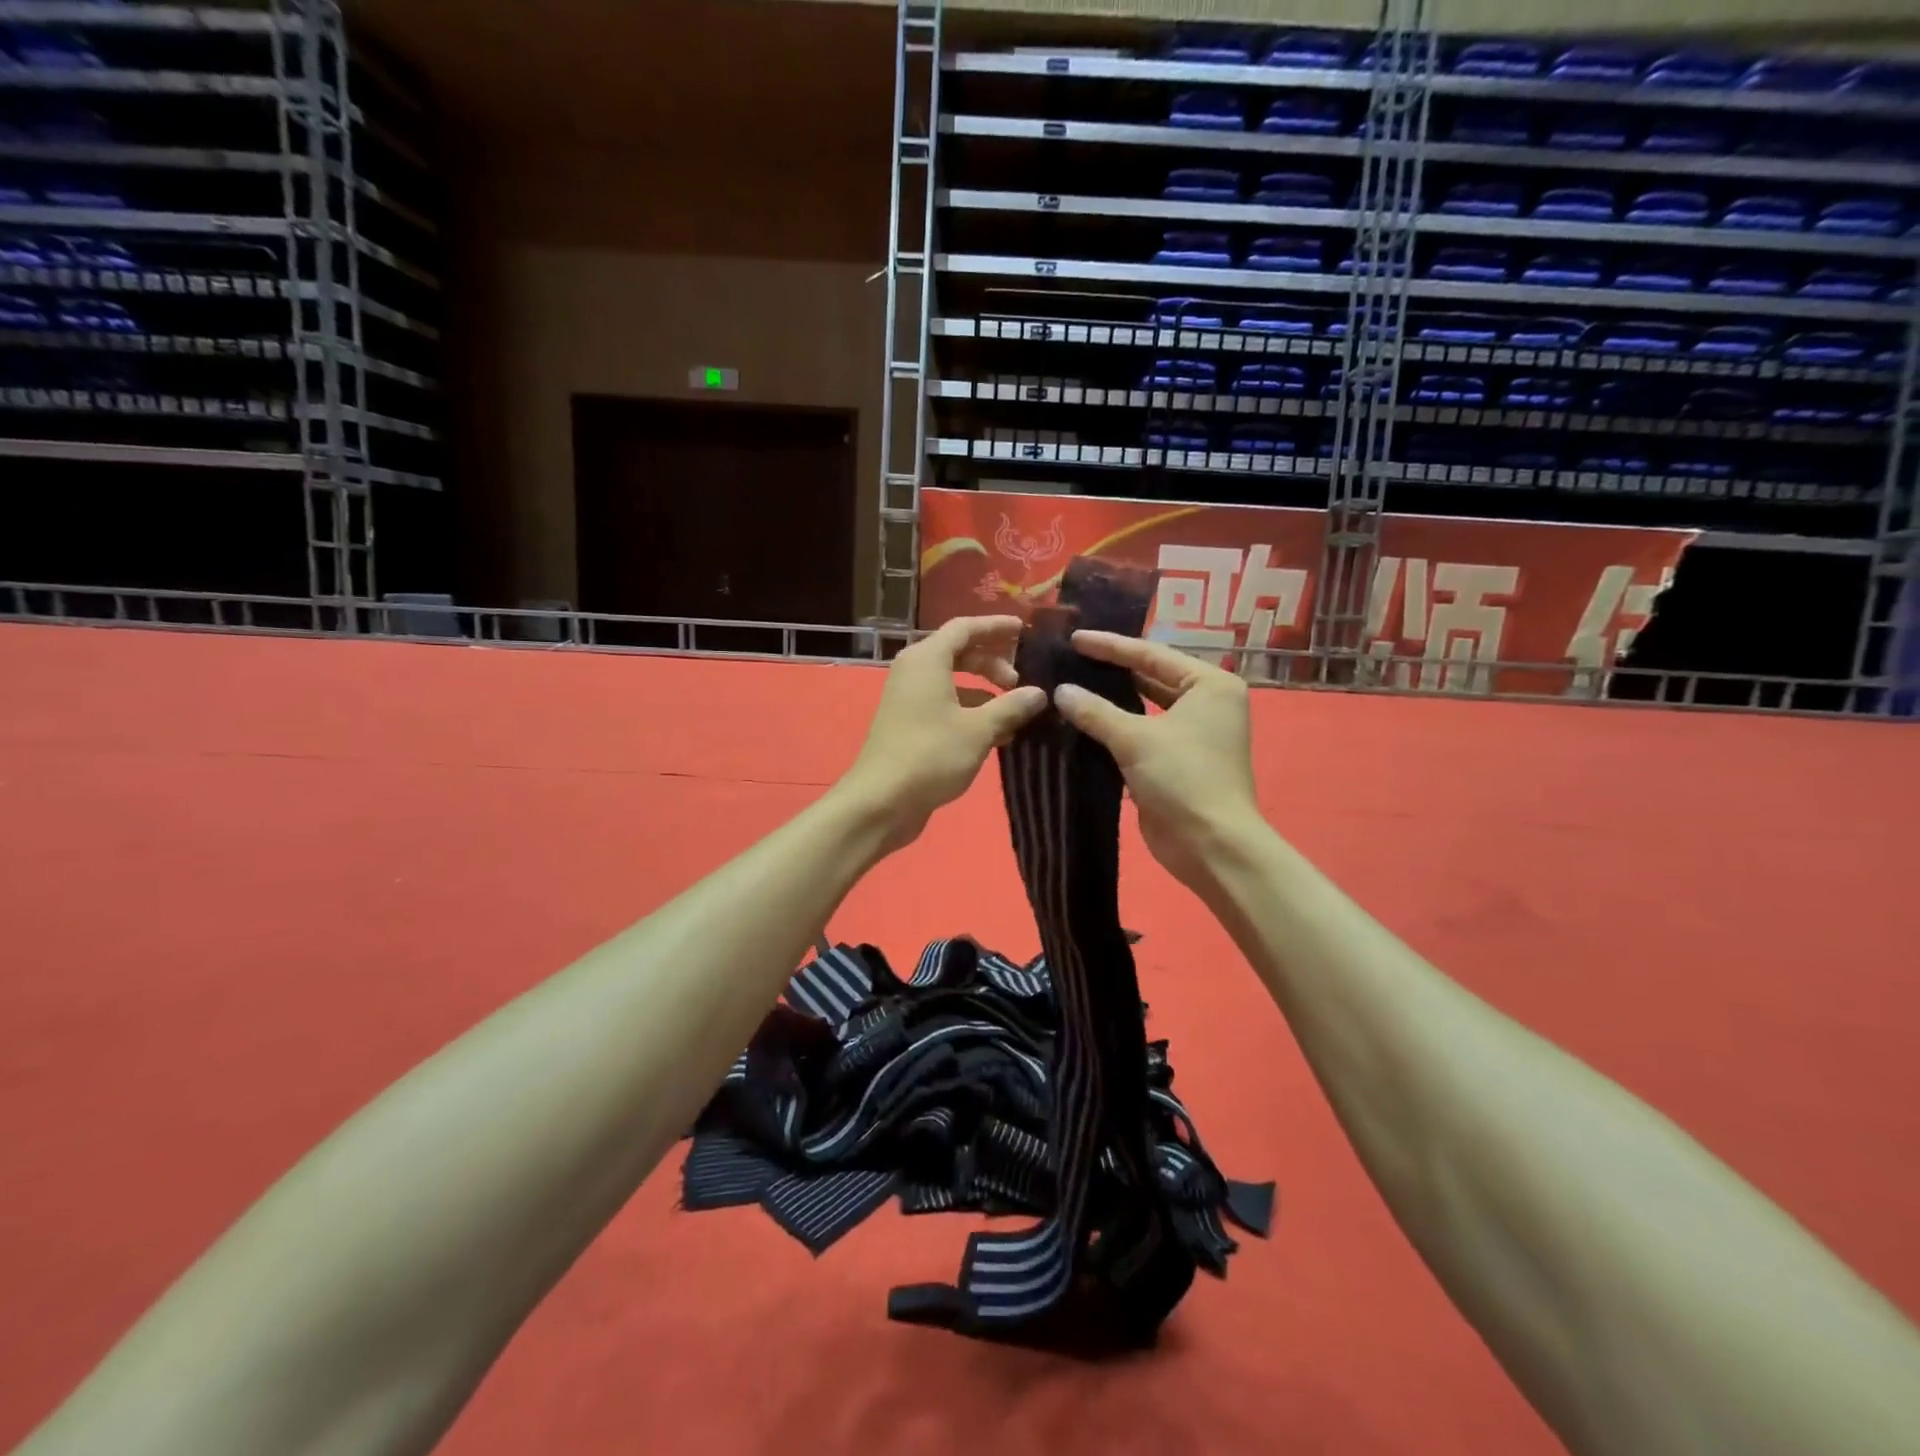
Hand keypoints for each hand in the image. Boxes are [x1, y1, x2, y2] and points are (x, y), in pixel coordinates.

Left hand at [838, 616, 1047, 854]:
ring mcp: (909, 700)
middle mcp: (915, 672)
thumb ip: (1011, 706)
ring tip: (1016, 714)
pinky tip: (998, 736)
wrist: (882, 801)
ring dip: (985, 693)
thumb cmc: (931, 755)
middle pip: (959, 653)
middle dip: (993, 663)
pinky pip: (946, 706)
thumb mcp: (979, 729)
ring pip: (954, 683)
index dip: (995, 626)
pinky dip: (971, 713)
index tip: (1024, 631)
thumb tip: (1039, 693)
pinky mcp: (910, 726)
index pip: (965, 628)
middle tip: (1021, 681)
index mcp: (927, 659)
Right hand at [1052, 631, 1265, 890]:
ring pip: (1143, 708)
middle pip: (1149, 677)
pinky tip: (1080, 723)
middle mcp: (1205, 703)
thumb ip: (1095, 711)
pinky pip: (1141, 735)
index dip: (1110, 646)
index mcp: (1209, 684)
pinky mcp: (1176, 761)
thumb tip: (1060, 691)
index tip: (1074, 639)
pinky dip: (1114, 730)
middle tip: (1068, 659)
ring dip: (1110, 702)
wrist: (1211, 845)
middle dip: (1110, 671)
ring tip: (1069, 686)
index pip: (1152, 654)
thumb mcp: (1136, 738)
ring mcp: (1192, 734)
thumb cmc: (1184, 778)